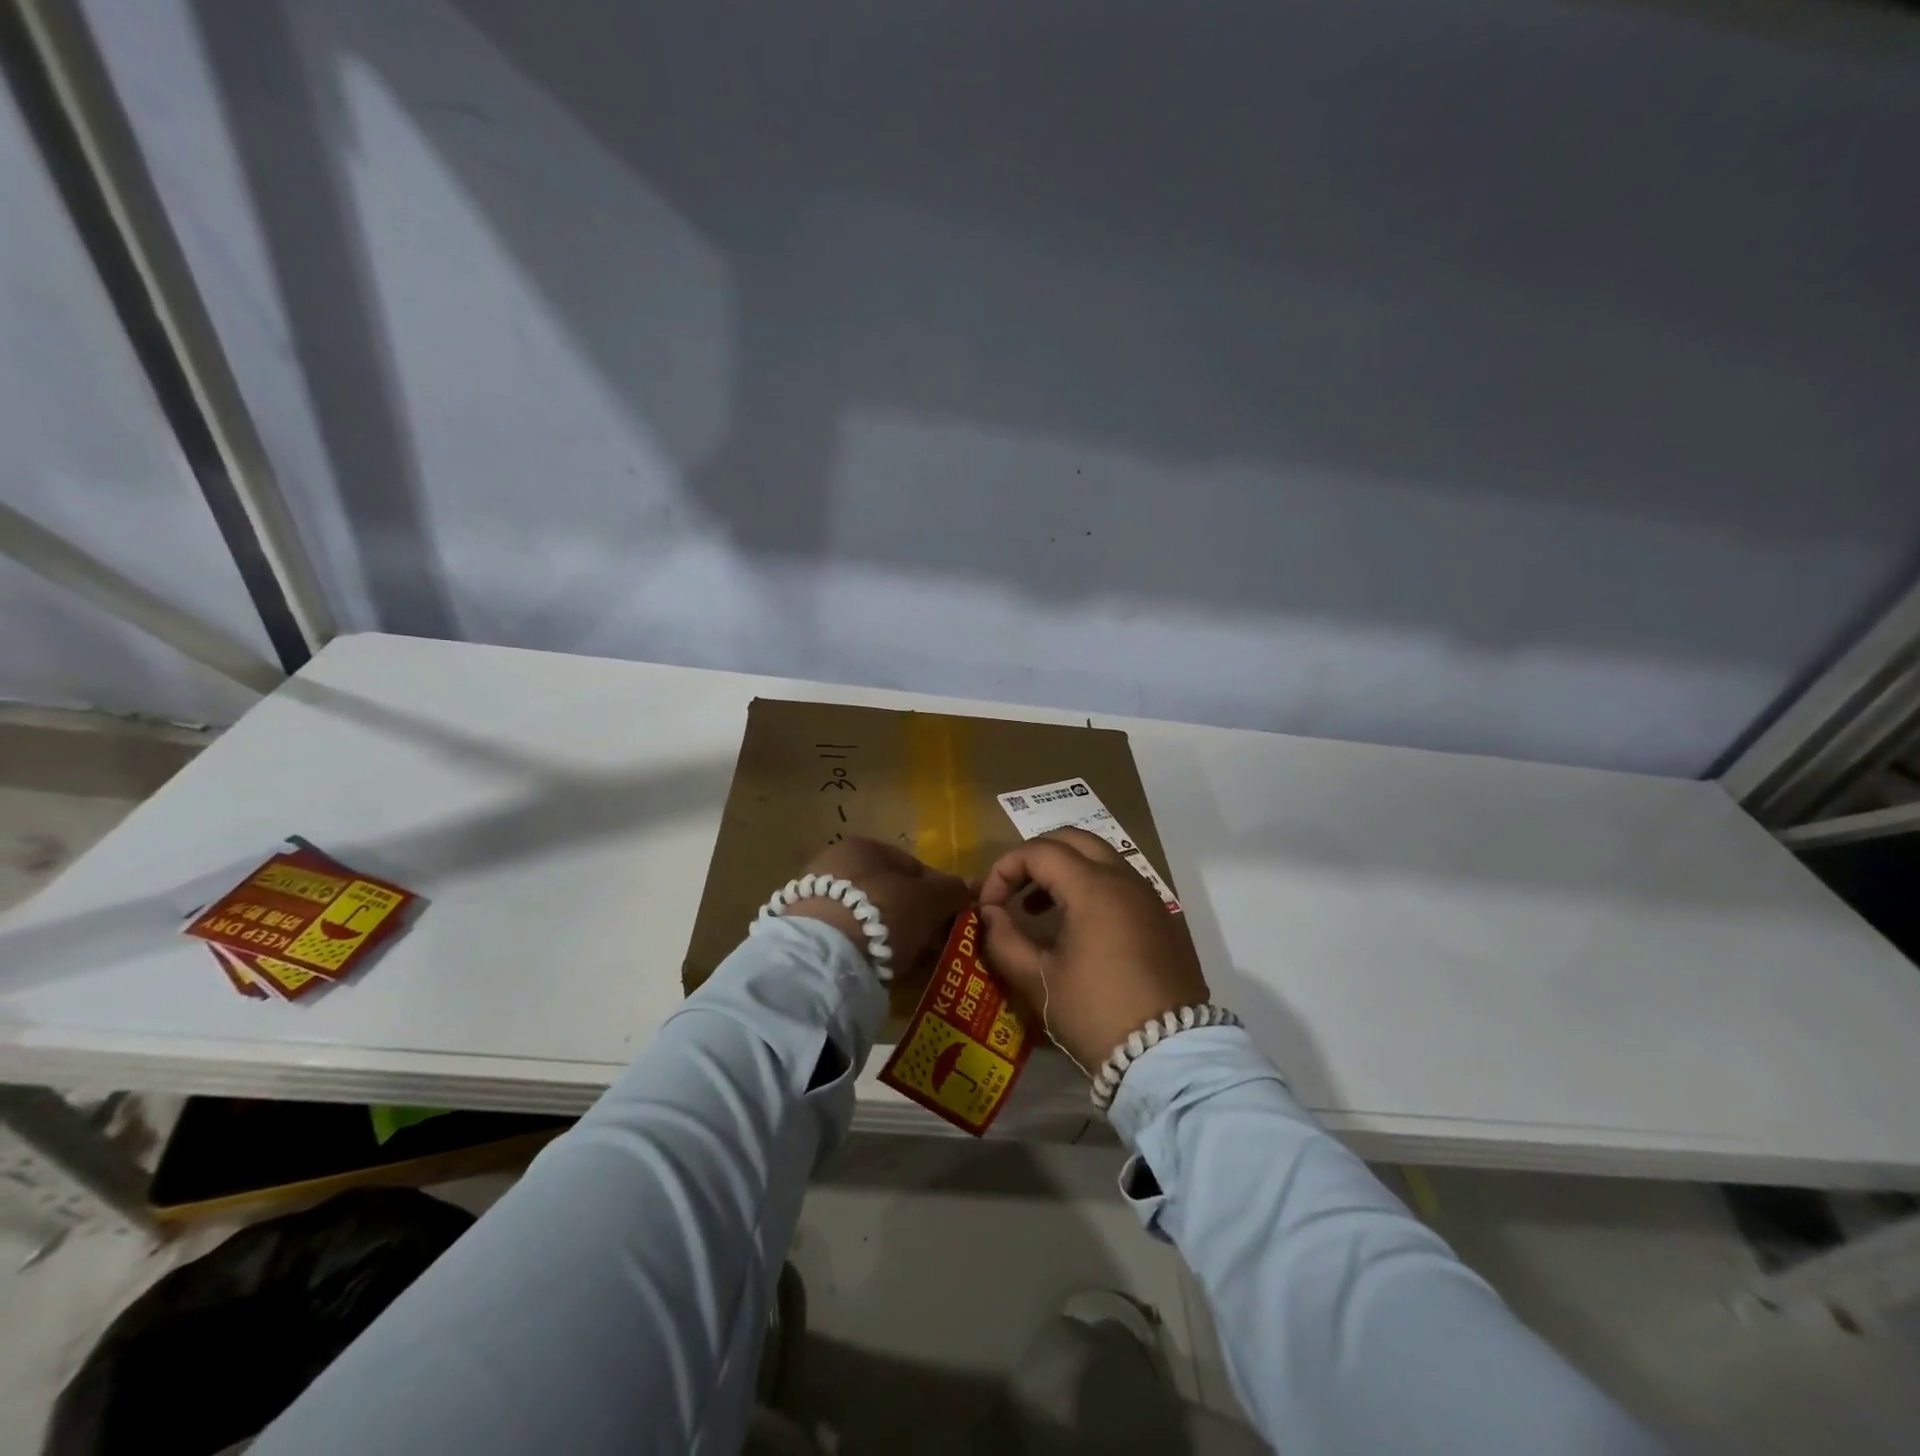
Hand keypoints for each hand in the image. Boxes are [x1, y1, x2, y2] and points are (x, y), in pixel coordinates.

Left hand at [785, 838, 972, 975]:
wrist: (822, 957)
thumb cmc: (882, 913)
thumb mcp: (930, 900)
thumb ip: (952, 890)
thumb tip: (970, 887)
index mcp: (863, 845)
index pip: (912, 866)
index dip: (937, 893)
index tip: (948, 921)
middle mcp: (833, 862)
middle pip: (887, 891)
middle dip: (911, 915)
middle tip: (929, 945)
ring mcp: (812, 896)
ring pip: (865, 915)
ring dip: (886, 933)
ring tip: (903, 960)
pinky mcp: (801, 931)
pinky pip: (844, 937)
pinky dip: (861, 948)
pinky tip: (873, 967)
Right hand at [978, 828, 1208, 1074]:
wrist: (1169, 1056)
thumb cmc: (1095, 1013)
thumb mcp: (1038, 981)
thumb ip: (1004, 940)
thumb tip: (989, 914)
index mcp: (1094, 887)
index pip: (1039, 851)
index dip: (1004, 870)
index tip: (988, 906)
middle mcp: (1125, 879)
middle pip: (1074, 840)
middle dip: (1036, 856)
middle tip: (1013, 891)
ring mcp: (1149, 897)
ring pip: (1101, 858)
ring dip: (1065, 870)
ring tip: (1037, 910)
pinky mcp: (1162, 919)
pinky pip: (1121, 883)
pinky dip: (1091, 887)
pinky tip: (1076, 926)